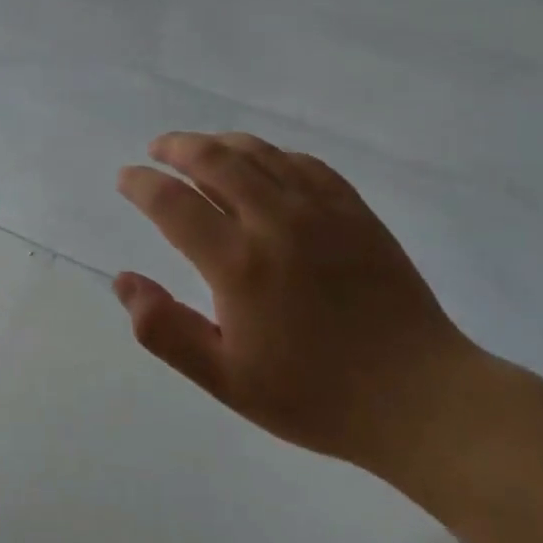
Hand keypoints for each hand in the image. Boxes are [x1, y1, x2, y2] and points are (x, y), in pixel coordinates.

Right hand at [114, 132, 482, 478]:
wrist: (420, 399)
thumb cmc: (315, 396)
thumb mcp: (227, 380)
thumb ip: (166, 330)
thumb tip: (123, 280)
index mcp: (239, 264)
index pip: (173, 203)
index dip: (142, 184)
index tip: (126, 178)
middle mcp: (276, 222)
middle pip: (214, 160)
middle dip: (176, 147)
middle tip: (157, 149)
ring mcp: (321, 211)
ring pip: (259, 152)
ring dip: (219, 143)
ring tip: (199, 148)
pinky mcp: (355, 211)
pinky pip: (304, 163)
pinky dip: (271, 154)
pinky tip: (263, 164)